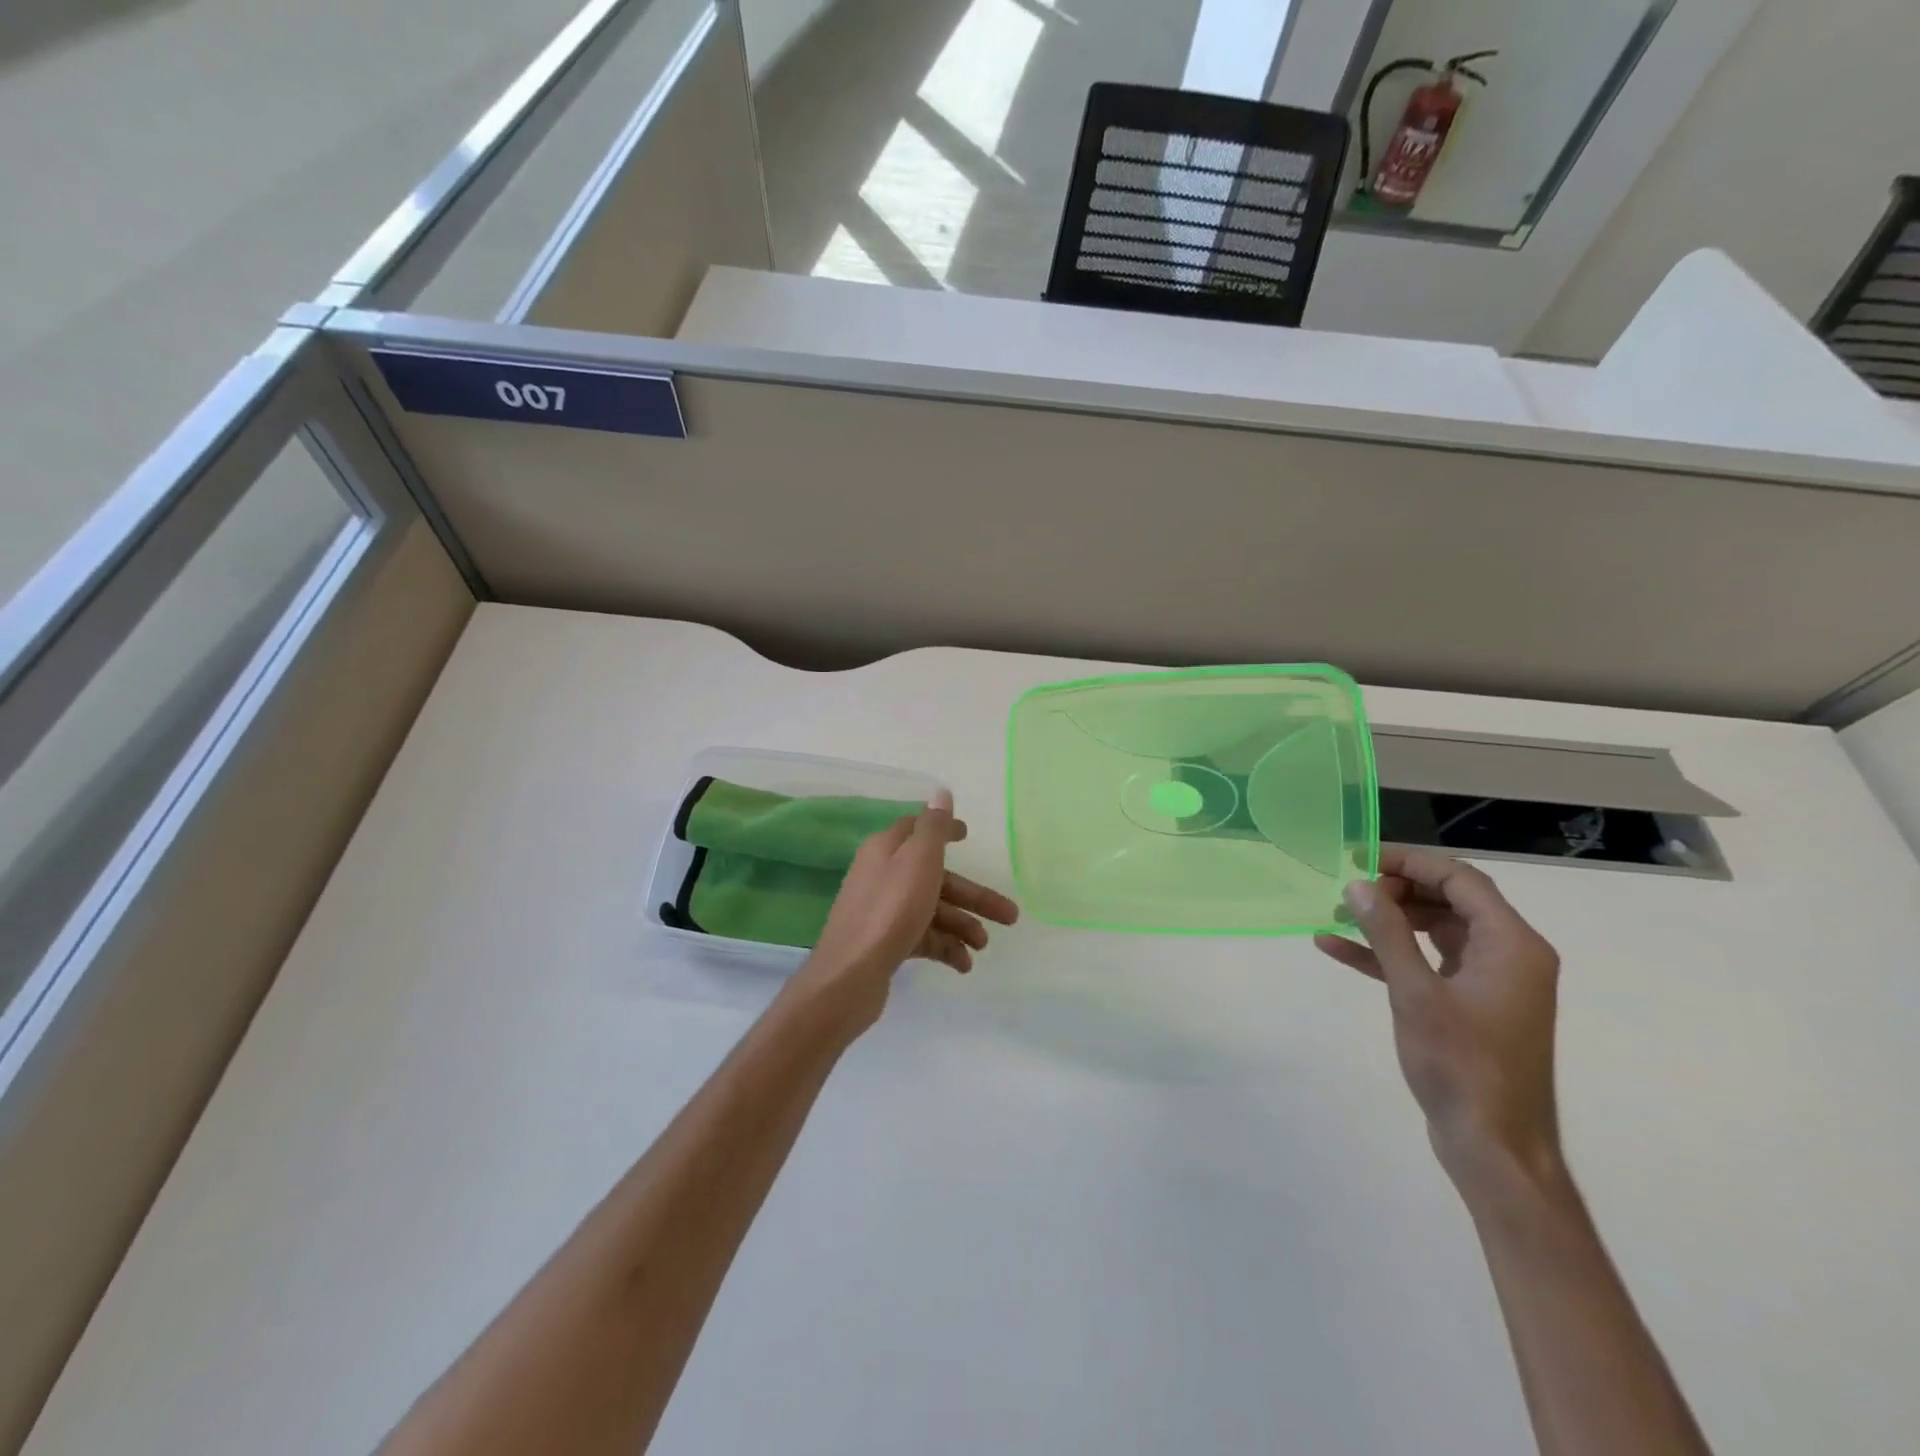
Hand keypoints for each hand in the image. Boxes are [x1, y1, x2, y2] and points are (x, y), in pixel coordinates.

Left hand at [794, 790, 1019, 1030]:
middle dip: (973, 896)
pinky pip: (921, 937)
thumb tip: (941, 793)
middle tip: (1011, 916)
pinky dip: (944, 947)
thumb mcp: (918, 860)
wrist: (850, 975)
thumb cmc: (890, 909)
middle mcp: (882, 875)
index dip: (945, 830)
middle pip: (935, 877)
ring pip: (931, 909)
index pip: (918, 829)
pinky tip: (964, 964)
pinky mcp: (884, 942)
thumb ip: (933, 827)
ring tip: (984, 946)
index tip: (968, 835)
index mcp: (886, 849)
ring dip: (962, 925)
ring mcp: (882, 911)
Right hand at [1316, 846, 1562, 1192]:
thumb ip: (1387, 933)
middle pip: (1449, 900)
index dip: (1409, 862)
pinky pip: (1426, 963)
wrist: (1494, 1147)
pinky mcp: (1468, 1004)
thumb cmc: (1462, 1066)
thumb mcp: (1416, 993)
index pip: (1460, 880)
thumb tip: (1356, 883)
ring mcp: (1489, 981)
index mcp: (1511, 945)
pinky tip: (1336, 948)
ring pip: (1435, 929)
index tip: (1359, 857)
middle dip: (1395, 890)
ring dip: (1388, 920)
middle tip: (1346, 890)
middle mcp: (1508, 955)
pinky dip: (1387, 954)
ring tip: (1336, 913)